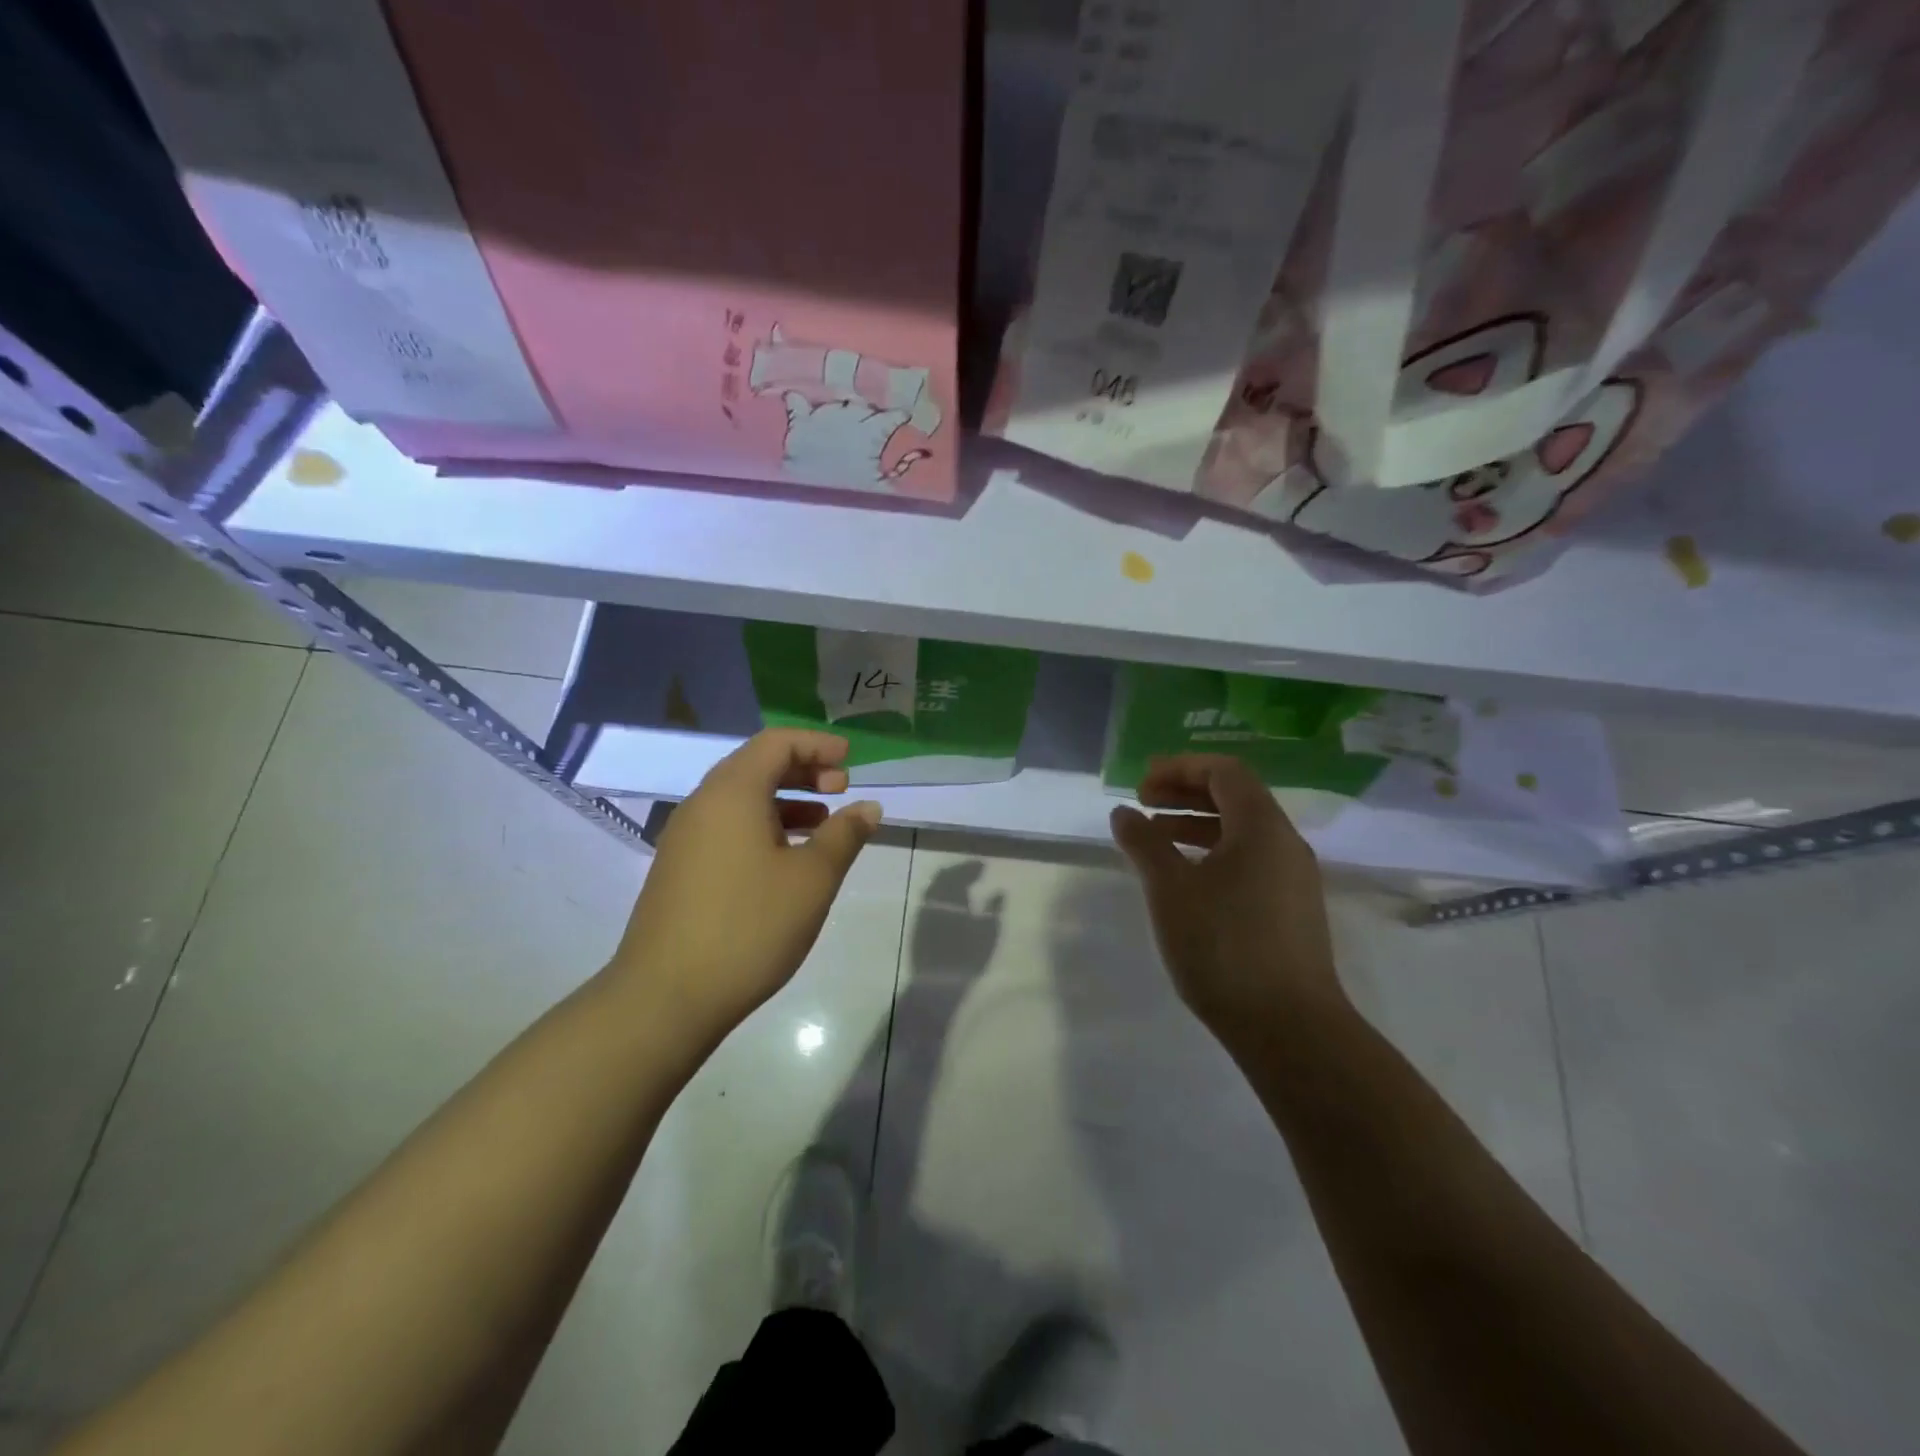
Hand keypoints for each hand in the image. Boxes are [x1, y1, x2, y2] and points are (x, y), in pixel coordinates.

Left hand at [608, 730, 882, 1047]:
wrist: (666, 997)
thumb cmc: (749, 927)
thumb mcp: (812, 879)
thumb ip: (844, 835)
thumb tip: (869, 807)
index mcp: (732, 793)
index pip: (776, 743)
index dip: (817, 745)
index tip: (850, 758)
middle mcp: (702, 804)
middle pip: (756, 765)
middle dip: (803, 770)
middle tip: (841, 787)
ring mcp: (685, 838)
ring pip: (740, 799)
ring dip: (785, 800)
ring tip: (822, 823)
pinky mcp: (679, 869)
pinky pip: (726, 827)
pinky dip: (762, 826)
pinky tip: (786, 859)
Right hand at [1110, 756, 1344, 1043]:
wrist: (1290, 1027)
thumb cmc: (1224, 946)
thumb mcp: (1170, 889)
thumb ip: (1144, 844)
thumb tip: (1123, 812)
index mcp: (1262, 827)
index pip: (1224, 771)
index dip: (1179, 768)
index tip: (1141, 784)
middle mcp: (1285, 843)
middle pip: (1235, 796)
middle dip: (1185, 792)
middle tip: (1142, 803)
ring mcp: (1293, 878)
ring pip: (1242, 831)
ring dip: (1196, 824)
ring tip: (1155, 839)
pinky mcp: (1291, 909)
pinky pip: (1250, 860)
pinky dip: (1214, 853)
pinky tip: (1186, 878)